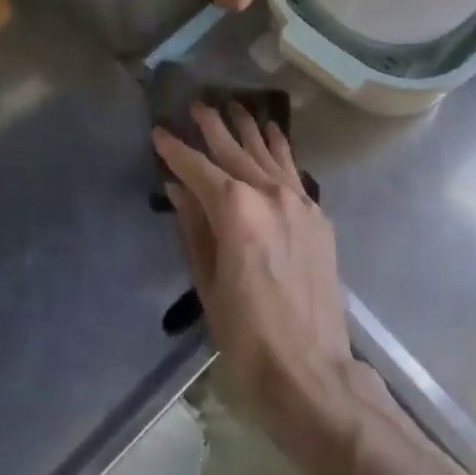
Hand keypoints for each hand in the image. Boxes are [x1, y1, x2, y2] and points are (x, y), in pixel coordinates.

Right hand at [154, 104, 359, 452]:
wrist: (310, 369)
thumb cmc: (246, 336)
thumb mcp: (207, 283)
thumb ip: (193, 227)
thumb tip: (178, 188)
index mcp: (236, 211)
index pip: (199, 169)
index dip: (176, 151)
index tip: (159, 131)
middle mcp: (269, 193)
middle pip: (235, 151)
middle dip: (213, 127)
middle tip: (196, 105)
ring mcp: (298, 200)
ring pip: (267, 152)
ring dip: (248, 128)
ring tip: (233, 106)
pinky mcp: (317, 214)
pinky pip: (293, 169)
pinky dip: (279, 148)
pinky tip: (272, 133)